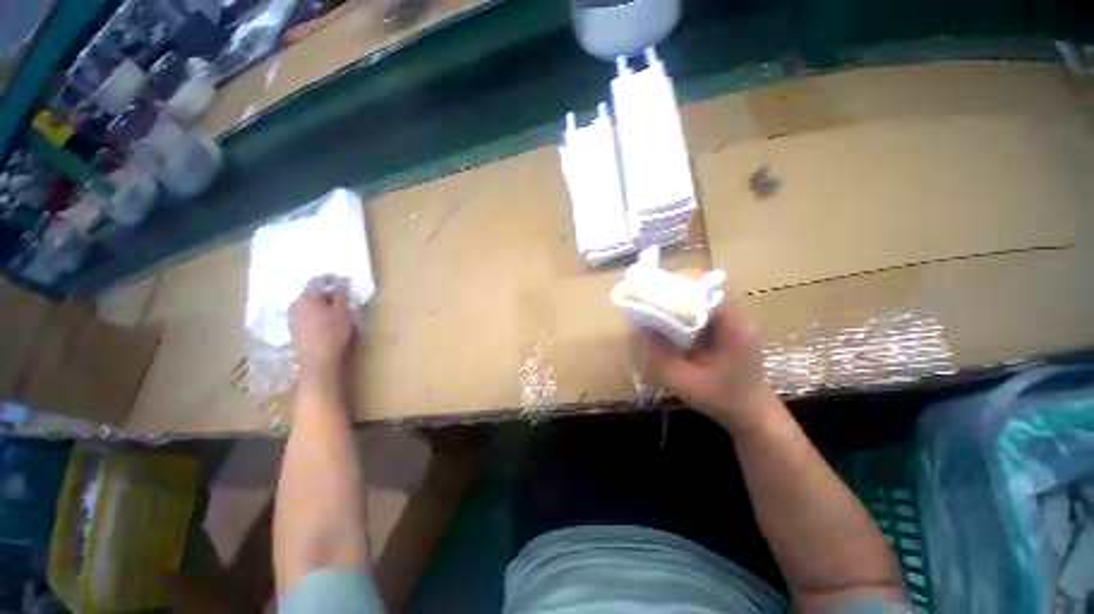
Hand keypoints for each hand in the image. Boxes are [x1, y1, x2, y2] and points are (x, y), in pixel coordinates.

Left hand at [290, 277, 354, 378]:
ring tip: (336, 311)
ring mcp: (292, 317)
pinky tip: (326, 322)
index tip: (344, 281)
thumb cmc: (333, 333)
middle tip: (343, 298)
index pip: (319, 280)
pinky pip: (306, 314)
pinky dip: (316, 314)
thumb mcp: (343, 312)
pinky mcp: (294, 328)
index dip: (332, 279)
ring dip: (321, 305)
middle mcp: (296, 303)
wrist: (317, 360)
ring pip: (309, 304)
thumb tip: (341, 283)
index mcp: (308, 297)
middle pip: (312, 292)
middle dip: (327, 293)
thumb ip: (341, 295)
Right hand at [633, 297, 777, 433]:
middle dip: (677, 289)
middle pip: (706, 289)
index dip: (683, 285)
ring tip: (656, 306)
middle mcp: (737, 319)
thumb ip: (659, 357)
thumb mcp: (685, 383)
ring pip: (705, 297)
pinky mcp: (729, 328)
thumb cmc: (722, 400)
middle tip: (651, 299)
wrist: (753, 415)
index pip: (710, 291)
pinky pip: (704, 309)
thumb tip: (636, 328)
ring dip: (680, 298)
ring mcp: (735, 322)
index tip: (657, 290)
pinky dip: (686, 309)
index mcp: (733, 329)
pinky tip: (671, 321)